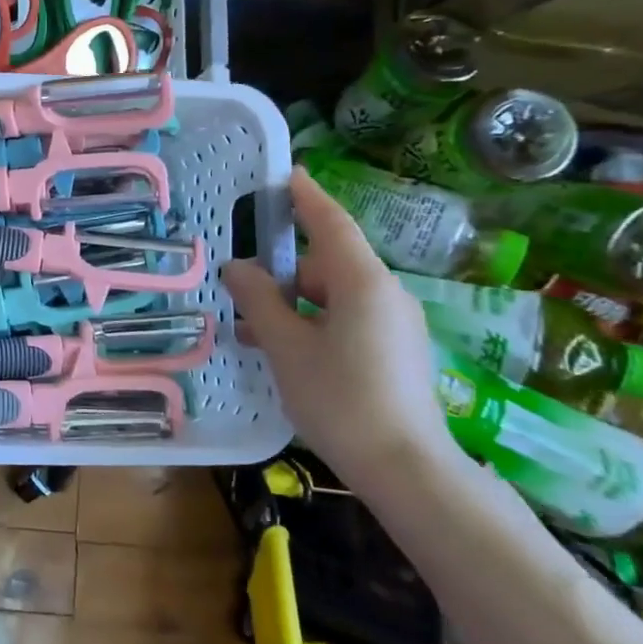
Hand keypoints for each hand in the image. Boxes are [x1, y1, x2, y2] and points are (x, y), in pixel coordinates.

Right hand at [221, 167, 455, 487]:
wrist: (406, 469)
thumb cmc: (340, 398)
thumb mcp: (286, 346)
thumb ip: (258, 299)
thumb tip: (236, 267)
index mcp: (362, 282)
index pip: (330, 223)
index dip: (306, 197)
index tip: (286, 174)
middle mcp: (385, 293)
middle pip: (326, 264)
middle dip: (281, 272)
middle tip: (239, 288)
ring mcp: (395, 324)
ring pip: (333, 296)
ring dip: (292, 304)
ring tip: (252, 331)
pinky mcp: (396, 351)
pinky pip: (347, 320)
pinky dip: (313, 324)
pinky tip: (284, 351)